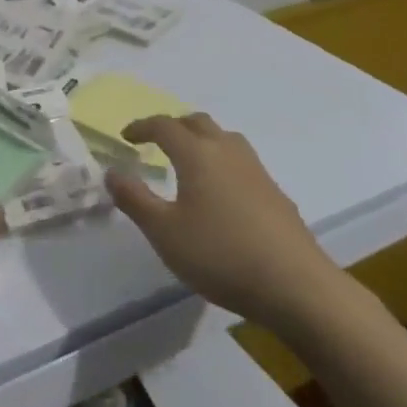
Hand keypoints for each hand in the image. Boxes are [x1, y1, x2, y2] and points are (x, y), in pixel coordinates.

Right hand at [108, 114, 343, 331]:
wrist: (294, 283)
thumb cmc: (220, 254)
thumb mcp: (164, 232)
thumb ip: (135, 199)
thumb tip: (112, 171)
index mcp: (197, 154)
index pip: (165, 126)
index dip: (142, 127)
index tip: (126, 137)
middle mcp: (227, 150)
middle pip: (197, 123)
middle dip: (173, 127)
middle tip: (155, 143)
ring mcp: (256, 169)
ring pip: (224, 138)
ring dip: (201, 140)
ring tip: (188, 162)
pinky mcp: (274, 191)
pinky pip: (240, 161)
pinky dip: (221, 162)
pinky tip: (220, 193)